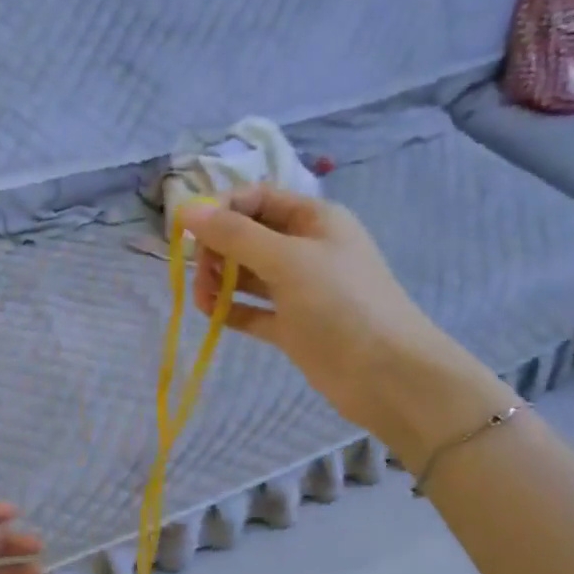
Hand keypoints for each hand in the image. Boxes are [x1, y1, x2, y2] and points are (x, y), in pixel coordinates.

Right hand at [178, 185, 508, 454]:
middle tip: (199, 272)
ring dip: (220, 281)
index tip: (187, 229)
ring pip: (248, 275)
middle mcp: (306, 249)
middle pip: (248, 236)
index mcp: (314, 220)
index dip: (221, 208)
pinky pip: (253, 310)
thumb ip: (235, 234)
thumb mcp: (287, 260)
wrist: (386, 375)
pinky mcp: (293, 326)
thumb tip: (186, 210)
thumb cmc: (340, 304)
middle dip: (218, 249)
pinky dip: (232, 310)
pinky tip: (212, 316)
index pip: (258, 198)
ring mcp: (300, 290)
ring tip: (203, 300)